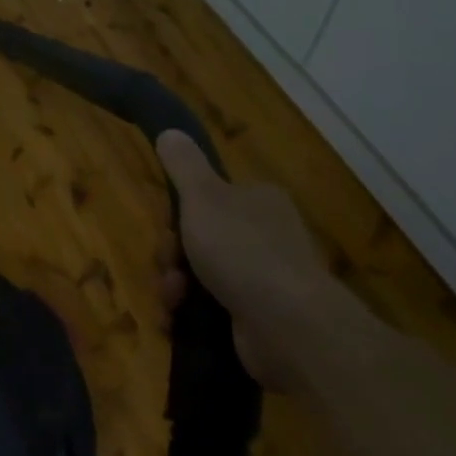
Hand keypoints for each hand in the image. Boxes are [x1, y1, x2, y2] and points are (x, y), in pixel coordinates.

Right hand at [156, 131, 369, 390]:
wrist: (288, 325)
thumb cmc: (242, 250)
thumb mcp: (204, 196)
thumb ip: (184, 164)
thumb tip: (170, 131)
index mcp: (259, 201)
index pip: (211, 198)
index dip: (181, 213)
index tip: (167, 227)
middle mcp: (266, 236)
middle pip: (201, 238)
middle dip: (174, 256)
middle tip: (168, 268)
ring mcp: (266, 280)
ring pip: (202, 275)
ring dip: (176, 287)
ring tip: (172, 301)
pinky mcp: (259, 318)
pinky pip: (212, 309)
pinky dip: (190, 315)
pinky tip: (176, 322)